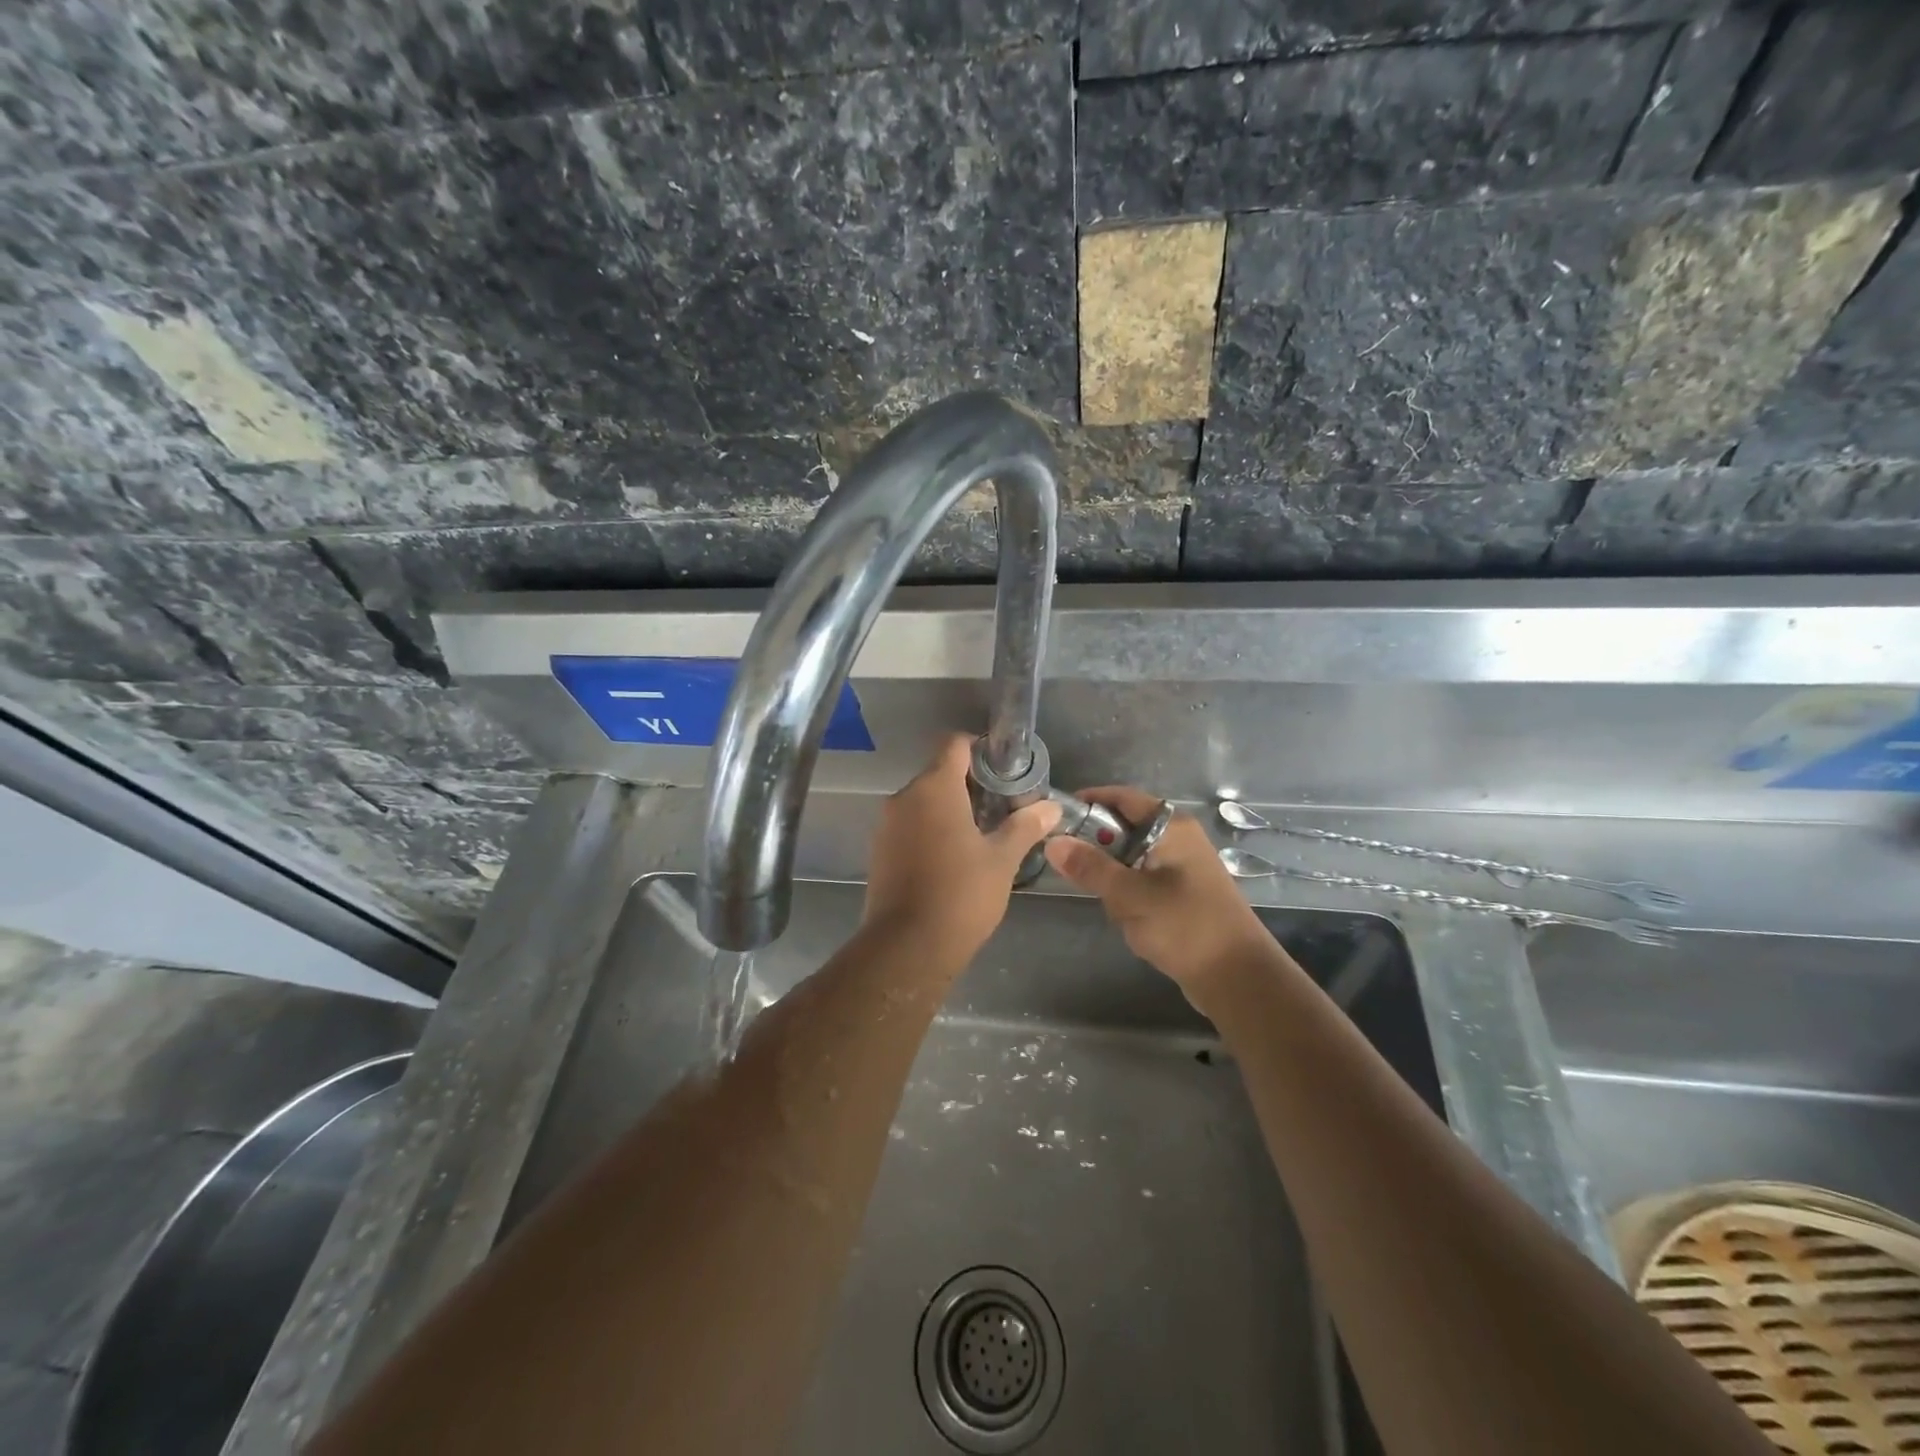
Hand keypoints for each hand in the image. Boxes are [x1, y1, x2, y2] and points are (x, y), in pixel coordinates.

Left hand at [862, 736, 1061, 974]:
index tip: (1004, 770)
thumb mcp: (1002, 859)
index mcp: (934, 788)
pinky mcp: (879, 849)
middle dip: (970, 784)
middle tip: (1001, 807)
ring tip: (981, 834)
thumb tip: (1051, 807)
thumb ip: (1025, 826)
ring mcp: (887, 824)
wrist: (906, 947)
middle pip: (939, 772)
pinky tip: (953, 857)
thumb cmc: (960, 894)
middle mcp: (905, 797)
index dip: (980, 749)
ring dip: (950, 809)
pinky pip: (910, 824)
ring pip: (923, 800)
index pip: (954, 744)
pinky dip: (930, 829)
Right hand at [1044, 786, 1277, 992]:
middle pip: (1124, 828)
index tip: (1055, 817)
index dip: (1088, 801)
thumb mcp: (1130, 896)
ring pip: (1131, 858)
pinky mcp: (1183, 893)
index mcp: (1172, 827)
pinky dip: (1129, 894)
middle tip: (1072, 869)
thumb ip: (1090, 867)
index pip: (1122, 797)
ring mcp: (1183, 867)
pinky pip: (1143, 881)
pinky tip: (1127, 918)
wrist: (1238, 978)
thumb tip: (1053, 842)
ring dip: (1114, 878)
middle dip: (1099, 849)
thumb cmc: (1184, 926)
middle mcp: (1179, 839)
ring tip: (1109, 904)